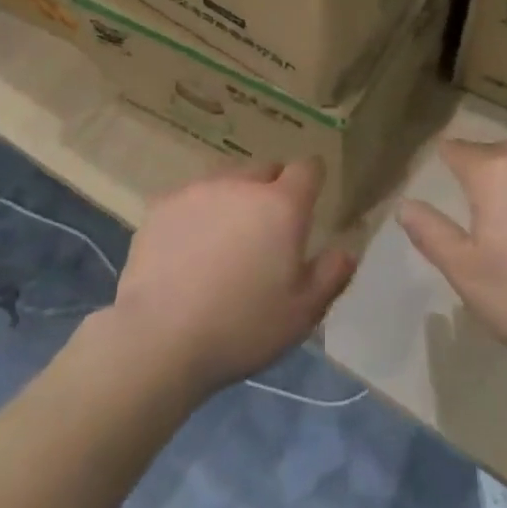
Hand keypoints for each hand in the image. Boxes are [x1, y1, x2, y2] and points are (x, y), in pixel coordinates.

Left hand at [111, 160, 355, 396]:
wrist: (159, 339)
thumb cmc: (242, 327)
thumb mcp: (301, 313)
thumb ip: (331, 274)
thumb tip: (347, 249)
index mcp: (282, 205)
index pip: (308, 168)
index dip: (312, 180)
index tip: (309, 202)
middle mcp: (242, 185)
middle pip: (265, 170)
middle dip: (271, 190)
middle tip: (266, 231)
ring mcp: (199, 190)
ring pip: (226, 180)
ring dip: (234, 198)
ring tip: (225, 239)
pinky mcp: (163, 205)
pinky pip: (191, 197)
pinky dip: (197, 212)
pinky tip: (188, 248)